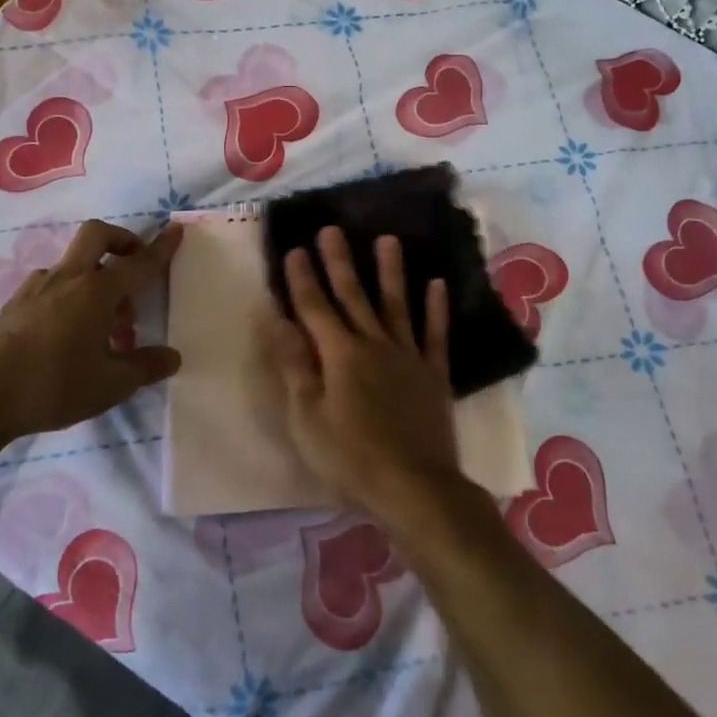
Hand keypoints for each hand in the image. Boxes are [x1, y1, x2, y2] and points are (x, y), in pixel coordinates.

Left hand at [0, 219, 183, 443]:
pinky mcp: (16, 301)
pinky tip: (72, 331)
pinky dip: (72, 293)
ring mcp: (37, 286)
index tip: (176, 230)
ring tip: (106, 326)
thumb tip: (172, 356)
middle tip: (135, 267)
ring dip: (98, 278)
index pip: (138, 263)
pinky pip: (54, 282)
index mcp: (96, 291)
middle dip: (123, 241)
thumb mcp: (111, 384)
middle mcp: (68, 278)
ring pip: (76, 263)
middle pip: (98, 235)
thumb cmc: (53, 386)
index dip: (161, 248)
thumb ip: (145, 367)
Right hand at [272, 227, 459, 521]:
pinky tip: (436, 284)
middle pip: (354, 296)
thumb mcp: (307, 419)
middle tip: (332, 229)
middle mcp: (374, 344)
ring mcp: (408, 356)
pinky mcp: (433, 374)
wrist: (414, 487)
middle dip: (340, 262)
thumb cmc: (350, 459)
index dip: (303, 278)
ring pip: (396, 304)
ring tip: (387, 239)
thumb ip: (295, 367)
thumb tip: (280, 322)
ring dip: (390, 271)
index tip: (296, 248)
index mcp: (339, 355)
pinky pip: (435, 334)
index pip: (315, 307)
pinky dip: (436, 308)